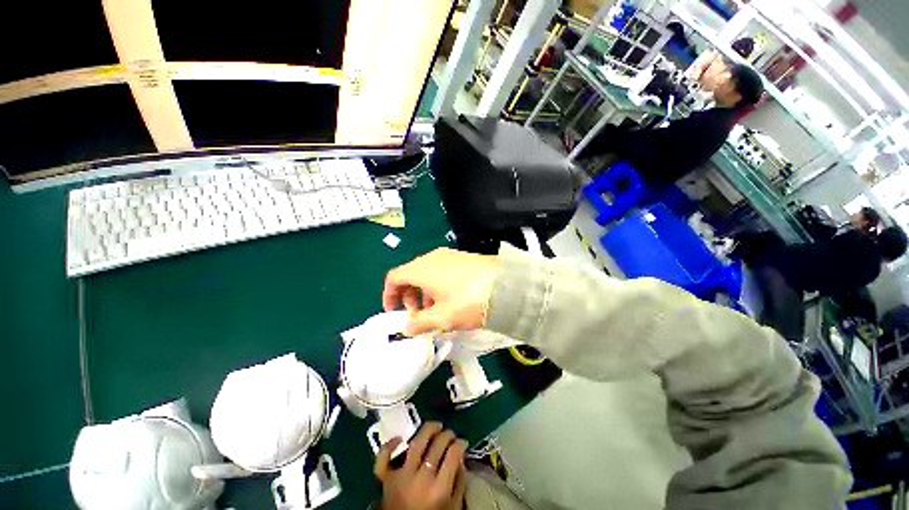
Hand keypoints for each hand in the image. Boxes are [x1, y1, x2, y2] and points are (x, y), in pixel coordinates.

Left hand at [374, 422, 468, 509]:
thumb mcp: (453, 508)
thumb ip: (459, 484)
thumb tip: (461, 458)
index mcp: (439, 489)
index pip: (453, 454)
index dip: (461, 443)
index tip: (463, 442)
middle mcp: (421, 479)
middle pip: (437, 445)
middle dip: (447, 435)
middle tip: (451, 434)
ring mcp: (401, 476)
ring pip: (415, 443)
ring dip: (427, 430)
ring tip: (436, 425)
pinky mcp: (385, 478)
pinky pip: (383, 458)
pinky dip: (389, 446)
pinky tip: (400, 438)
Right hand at [383, 248, 498, 335]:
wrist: (507, 285)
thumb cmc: (469, 301)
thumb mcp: (442, 318)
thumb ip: (420, 323)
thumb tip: (406, 328)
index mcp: (421, 269)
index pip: (394, 277)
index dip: (389, 295)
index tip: (395, 313)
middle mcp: (432, 258)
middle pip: (410, 275)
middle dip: (409, 296)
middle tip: (418, 316)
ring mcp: (448, 255)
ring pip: (426, 273)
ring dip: (424, 292)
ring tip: (436, 311)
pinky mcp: (462, 258)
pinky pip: (441, 270)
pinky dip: (437, 285)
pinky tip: (451, 299)